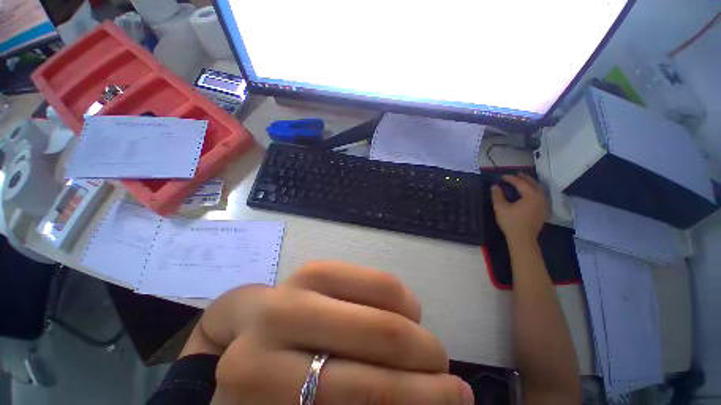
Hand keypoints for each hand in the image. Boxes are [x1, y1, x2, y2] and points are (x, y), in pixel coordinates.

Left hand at [209, 261, 474, 404]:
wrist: (245, 334)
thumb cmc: (269, 379)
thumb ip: (355, 401)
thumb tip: (423, 402)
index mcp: (263, 379)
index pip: (365, 394)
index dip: (418, 403)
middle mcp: (280, 323)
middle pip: (382, 339)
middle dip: (429, 366)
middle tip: (454, 387)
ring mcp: (299, 285)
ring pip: (385, 304)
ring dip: (420, 335)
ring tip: (433, 354)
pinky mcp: (317, 267)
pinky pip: (376, 280)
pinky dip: (403, 300)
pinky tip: (407, 315)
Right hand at [491, 173, 548, 245]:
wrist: (523, 239)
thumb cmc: (511, 222)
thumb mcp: (500, 208)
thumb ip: (497, 195)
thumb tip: (494, 186)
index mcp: (531, 195)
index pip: (520, 183)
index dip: (510, 178)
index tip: (502, 176)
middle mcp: (540, 197)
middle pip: (533, 183)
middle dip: (523, 178)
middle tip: (514, 175)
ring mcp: (544, 204)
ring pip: (538, 189)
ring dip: (530, 183)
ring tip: (521, 181)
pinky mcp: (543, 210)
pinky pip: (540, 195)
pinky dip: (533, 190)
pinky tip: (528, 193)